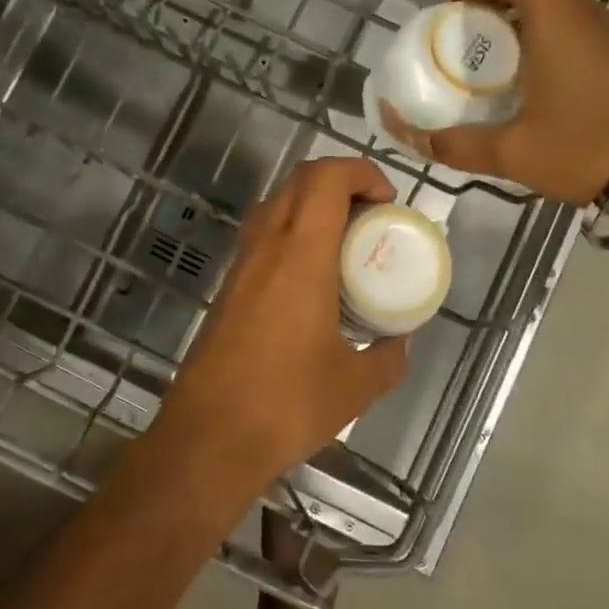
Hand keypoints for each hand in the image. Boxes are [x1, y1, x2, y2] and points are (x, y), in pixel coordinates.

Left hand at [154, 157, 408, 494]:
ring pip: (276, 206)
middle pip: (299, 181)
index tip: (387, 202)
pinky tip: (312, 280)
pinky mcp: (227, 288)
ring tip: (345, 246)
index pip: (325, 178)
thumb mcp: (356, 385)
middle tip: (371, 218)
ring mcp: (240, 266)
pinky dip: (292, 235)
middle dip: (341, 183)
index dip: (361, 172)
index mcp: (300, 256)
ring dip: (312, 207)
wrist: (209, 436)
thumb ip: (388, 356)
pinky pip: (262, 238)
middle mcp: (265, 247)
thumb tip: (399, 340)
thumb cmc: (287, 404)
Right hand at [382, 0, 608, 205]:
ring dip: (510, 20)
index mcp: (556, 17)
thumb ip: (452, 143)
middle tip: (459, 40)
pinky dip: (535, 40)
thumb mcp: (511, 151)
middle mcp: (583, 12)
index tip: (454, 9)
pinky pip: (566, 27)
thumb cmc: (590, 147)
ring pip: (550, 0)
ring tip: (483, 67)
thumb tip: (404, 133)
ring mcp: (605, 32)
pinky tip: (521, 88)